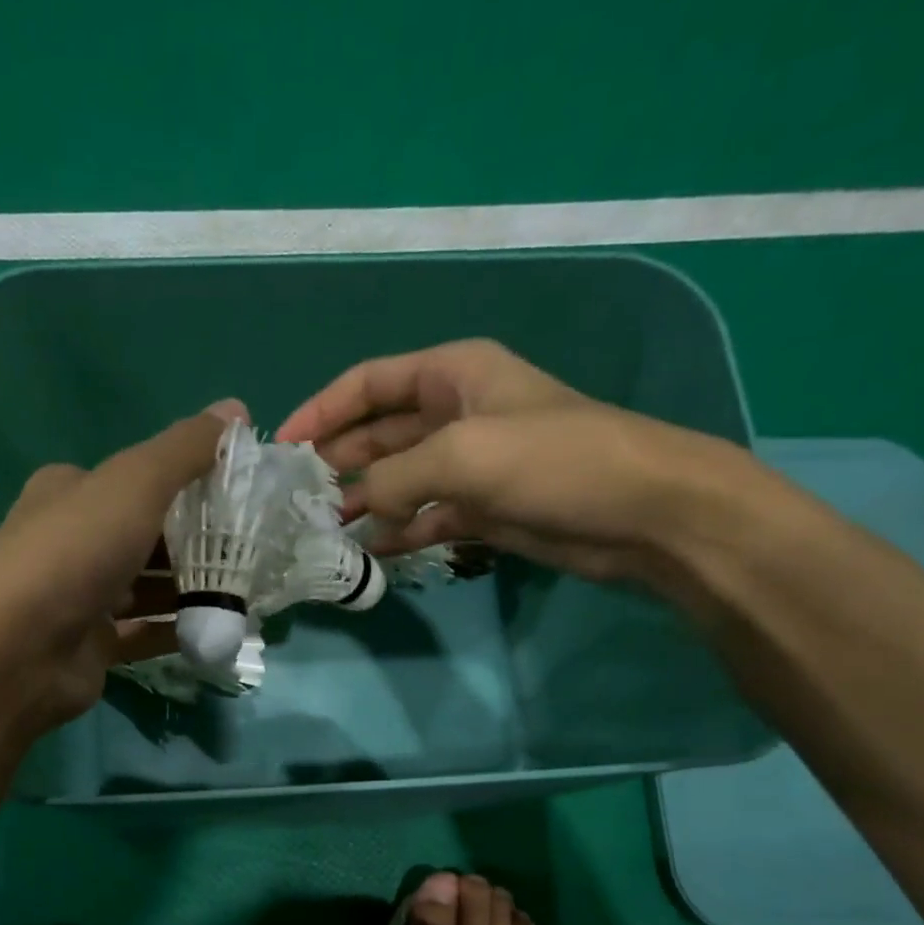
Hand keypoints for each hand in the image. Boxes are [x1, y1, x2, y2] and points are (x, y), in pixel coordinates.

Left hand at [0, 401, 246, 732]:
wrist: (17, 653)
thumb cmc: (74, 553)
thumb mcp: (135, 484)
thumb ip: (185, 450)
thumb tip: (237, 409)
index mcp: (71, 492)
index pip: (136, 479)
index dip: (186, 482)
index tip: (238, 494)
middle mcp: (73, 541)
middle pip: (147, 535)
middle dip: (197, 541)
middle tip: (252, 548)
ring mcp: (81, 598)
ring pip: (148, 588)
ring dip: (192, 589)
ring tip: (247, 590)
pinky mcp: (93, 645)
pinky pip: (145, 633)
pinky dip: (179, 630)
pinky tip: (219, 629)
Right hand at [276, 339, 778, 592]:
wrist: (640, 512)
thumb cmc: (554, 461)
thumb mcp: (462, 455)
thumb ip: (394, 478)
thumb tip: (356, 508)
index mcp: (452, 374)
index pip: (369, 383)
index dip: (322, 410)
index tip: (283, 444)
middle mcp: (455, 413)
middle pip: (377, 432)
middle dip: (337, 460)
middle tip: (296, 497)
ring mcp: (468, 465)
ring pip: (396, 479)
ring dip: (362, 500)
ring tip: (322, 529)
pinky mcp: (480, 509)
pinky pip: (422, 517)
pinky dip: (396, 531)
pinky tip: (368, 550)